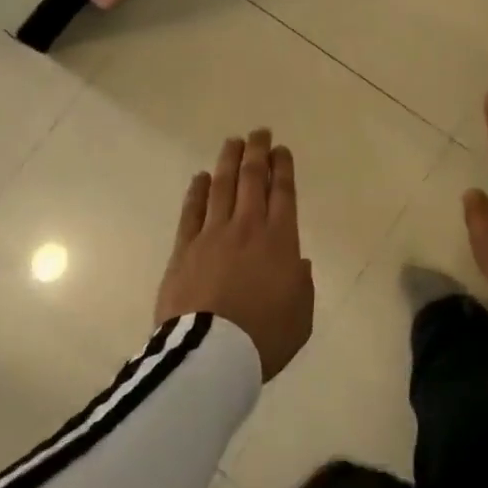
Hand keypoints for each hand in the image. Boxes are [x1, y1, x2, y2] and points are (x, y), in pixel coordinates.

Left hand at [155, 129, 313, 381]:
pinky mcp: (185, 249)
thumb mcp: (301, 316)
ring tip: (233, 142)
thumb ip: (302, 284)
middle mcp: (248, 227)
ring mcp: (213, 234)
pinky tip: (200, 177)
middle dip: (257, 152)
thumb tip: (298, 263)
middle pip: (252, 179)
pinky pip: (192, 210)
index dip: (283, 167)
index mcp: (281, 240)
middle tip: (259, 133)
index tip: (281, 150)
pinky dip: (197, 190)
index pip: (283, 192)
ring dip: (229, 161)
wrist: (211, 355)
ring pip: (222, 186)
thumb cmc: (264, 337)